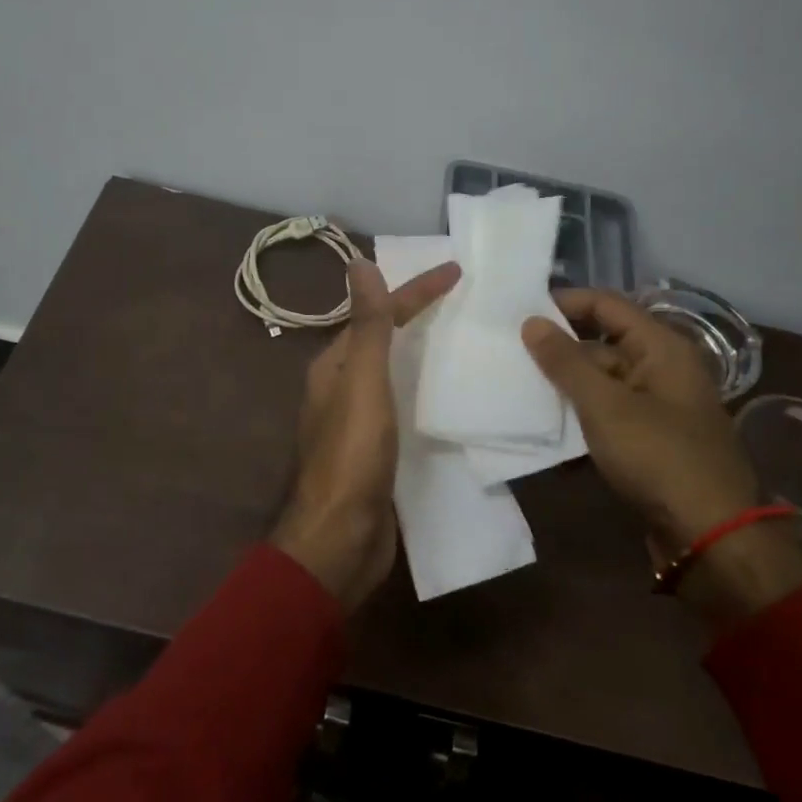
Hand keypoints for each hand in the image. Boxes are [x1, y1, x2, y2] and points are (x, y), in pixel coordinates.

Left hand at [271, 257, 460, 612]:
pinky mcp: (378, 451)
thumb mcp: (363, 383)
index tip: (457, 271)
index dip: (415, 291)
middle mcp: (342, 388)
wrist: (342, 539)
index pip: (379, 315)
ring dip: (424, 353)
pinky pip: (404, 406)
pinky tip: (451, 395)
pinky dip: (426, 390)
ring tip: (466, 340)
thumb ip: (367, 326)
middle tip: (466, 302)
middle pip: (385, 340)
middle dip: (419, 317)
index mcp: (335, 366)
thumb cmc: (352, 456)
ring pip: (395, 374)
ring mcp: (359, 422)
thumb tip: (358, 262)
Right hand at [522, 290, 801, 624]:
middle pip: (602, 343)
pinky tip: (544, 426)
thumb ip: (565, 362)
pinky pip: (607, 413)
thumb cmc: (659, 456)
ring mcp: (656, 406)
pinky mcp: (648, 439)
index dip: (565, 302)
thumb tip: (531, 322)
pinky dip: (579, 415)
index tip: (519, 312)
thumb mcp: (605, 405)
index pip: (607, 305)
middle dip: (558, 348)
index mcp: (661, 348)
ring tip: (516, 385)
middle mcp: (662, 369)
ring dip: (564, 385)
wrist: (710, 535)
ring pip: (601, 381)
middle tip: (509, 351)